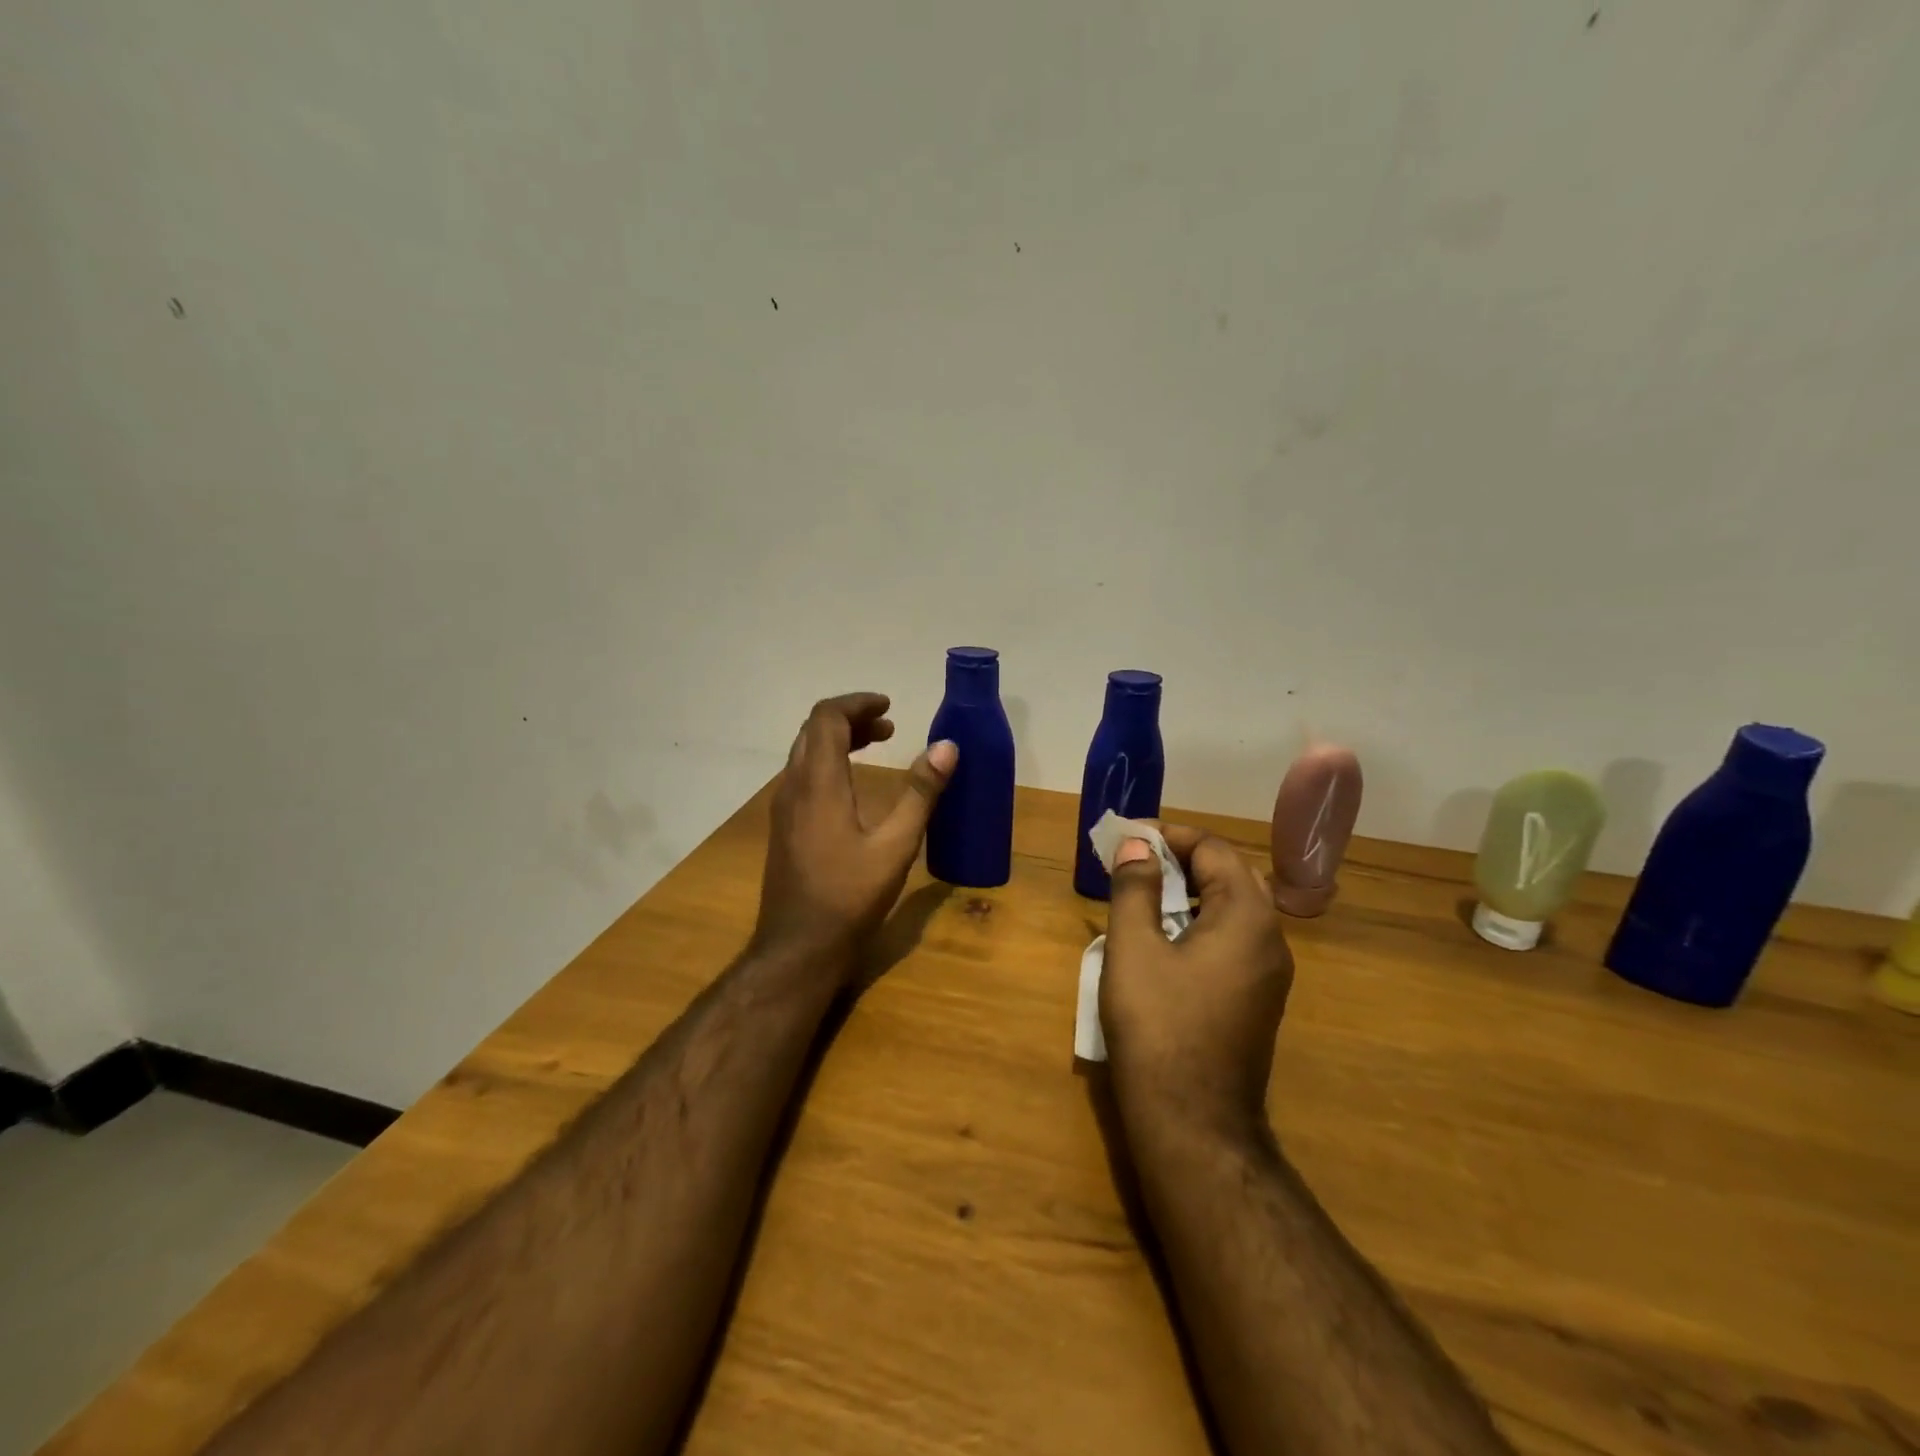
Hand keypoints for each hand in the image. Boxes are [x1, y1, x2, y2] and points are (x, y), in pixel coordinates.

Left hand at [753, 692, 957, 975]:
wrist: (798, 948)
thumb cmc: (849, 896)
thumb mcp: (896, 845)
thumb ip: (921, 792)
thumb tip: (946, 747)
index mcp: (818, 783)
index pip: (827, 718)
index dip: (858, 703)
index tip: (889, 706)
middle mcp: (793, 786)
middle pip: (814, 730)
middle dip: (851, 718)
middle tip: (889, 725)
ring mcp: (783, 808)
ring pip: (805, 752)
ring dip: (839, 739)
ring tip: (876, 744)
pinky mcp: (783, 827)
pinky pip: (802, 775)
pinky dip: (829, 762)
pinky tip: (853, 785)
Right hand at [1100, 824, 1294, 1141]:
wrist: (1194, 1123)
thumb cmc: (1158, 1026)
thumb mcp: (1134, 948)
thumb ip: (1136, 887)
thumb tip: (1138, 844)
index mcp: (1247, 917)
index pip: (1214, 849)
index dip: (1169, 836)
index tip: (1128, 839)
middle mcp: (1271, 938)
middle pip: (1230, 875)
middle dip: (1181, 860)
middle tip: (1135, 863)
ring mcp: (1269, 973)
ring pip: (1233, 909)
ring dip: (1191, 892)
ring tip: (1143, 896)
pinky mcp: (1258, 1000)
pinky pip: (1233, 941)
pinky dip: (1201, 923)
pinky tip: (1165, 939)